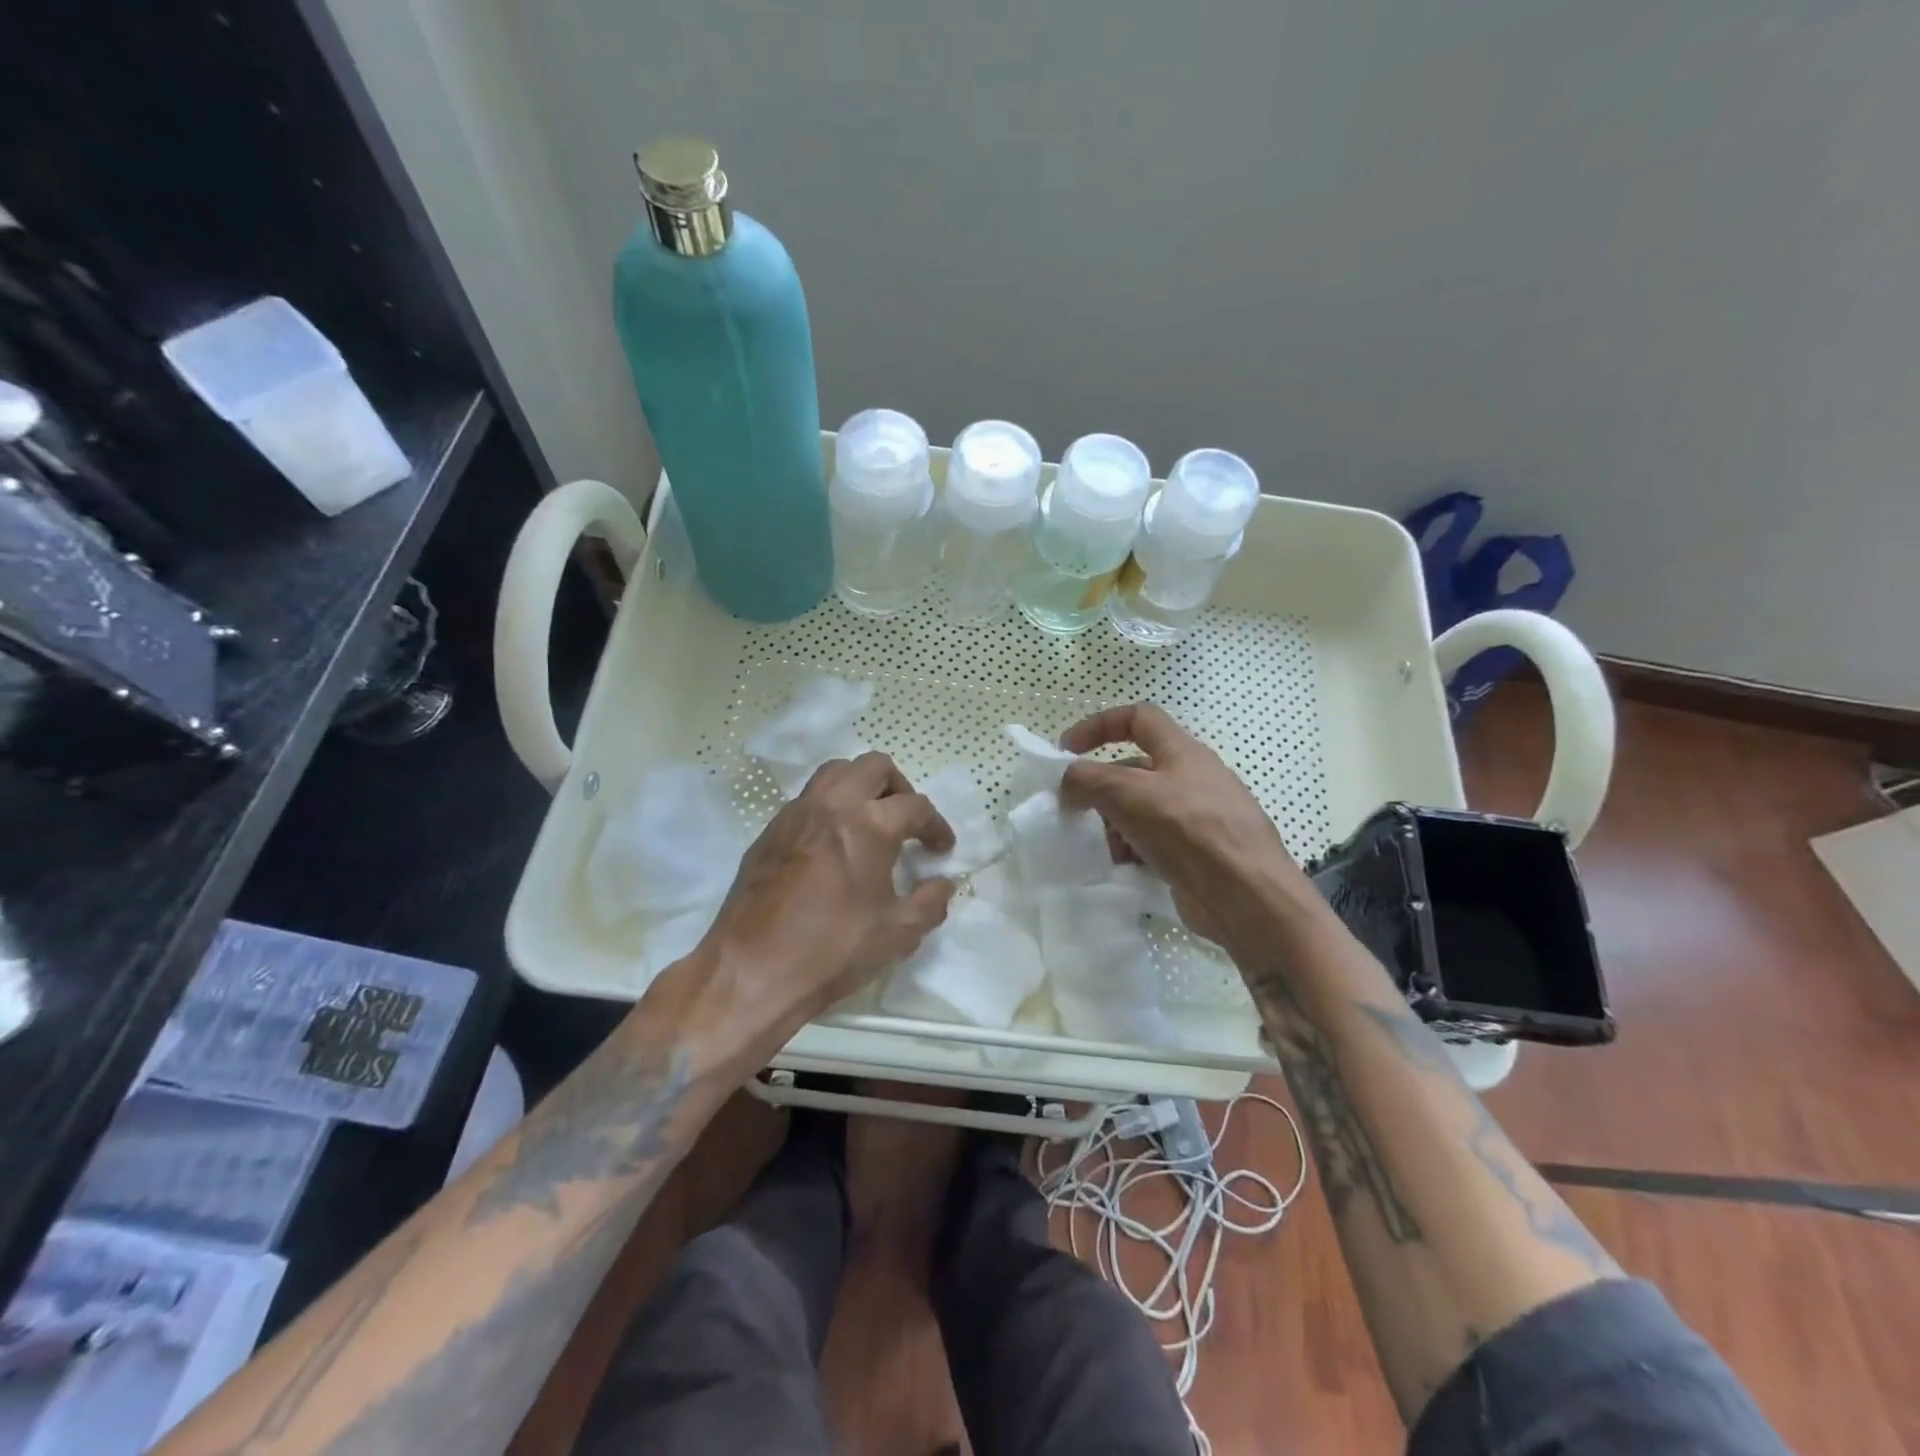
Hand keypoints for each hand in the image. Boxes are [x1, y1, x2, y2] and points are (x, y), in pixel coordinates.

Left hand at [704, 752, 955, 1044]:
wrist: (752, 970)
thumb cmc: (833, 950)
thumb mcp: (898, 933)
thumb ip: (930, 902)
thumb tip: (943, 883)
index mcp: (869, 825)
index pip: (916, 806)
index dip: (936, 825)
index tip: (941, 849)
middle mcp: (832, 805)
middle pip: (874, 767)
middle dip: (900, 788)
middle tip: (906, 822)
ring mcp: (796, 814)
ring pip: (835, 772)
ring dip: (861, 787)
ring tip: (870, 822)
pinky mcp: (769, 831)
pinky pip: (807, 799)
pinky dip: (829, 807)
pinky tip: (832, 845)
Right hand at [1058, 703, 1314, 947]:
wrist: (1247, 896)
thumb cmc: (1189, 830)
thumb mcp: (1128, 793)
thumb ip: (1087, 779)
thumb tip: (1068, 784)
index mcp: (1182, 751)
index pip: (1138, 718)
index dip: (1099, 725)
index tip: (1067, 749)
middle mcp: (1192, 779)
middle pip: (1135, 771)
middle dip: (1102, 789)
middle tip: (1077, 812)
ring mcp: (1198, 818)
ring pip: (1141, 811)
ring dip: (1114, 825)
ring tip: (1103, 847)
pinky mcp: (1198, 854)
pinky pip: (1154, 843)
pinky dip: (1133, 851)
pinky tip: (1124, 868)